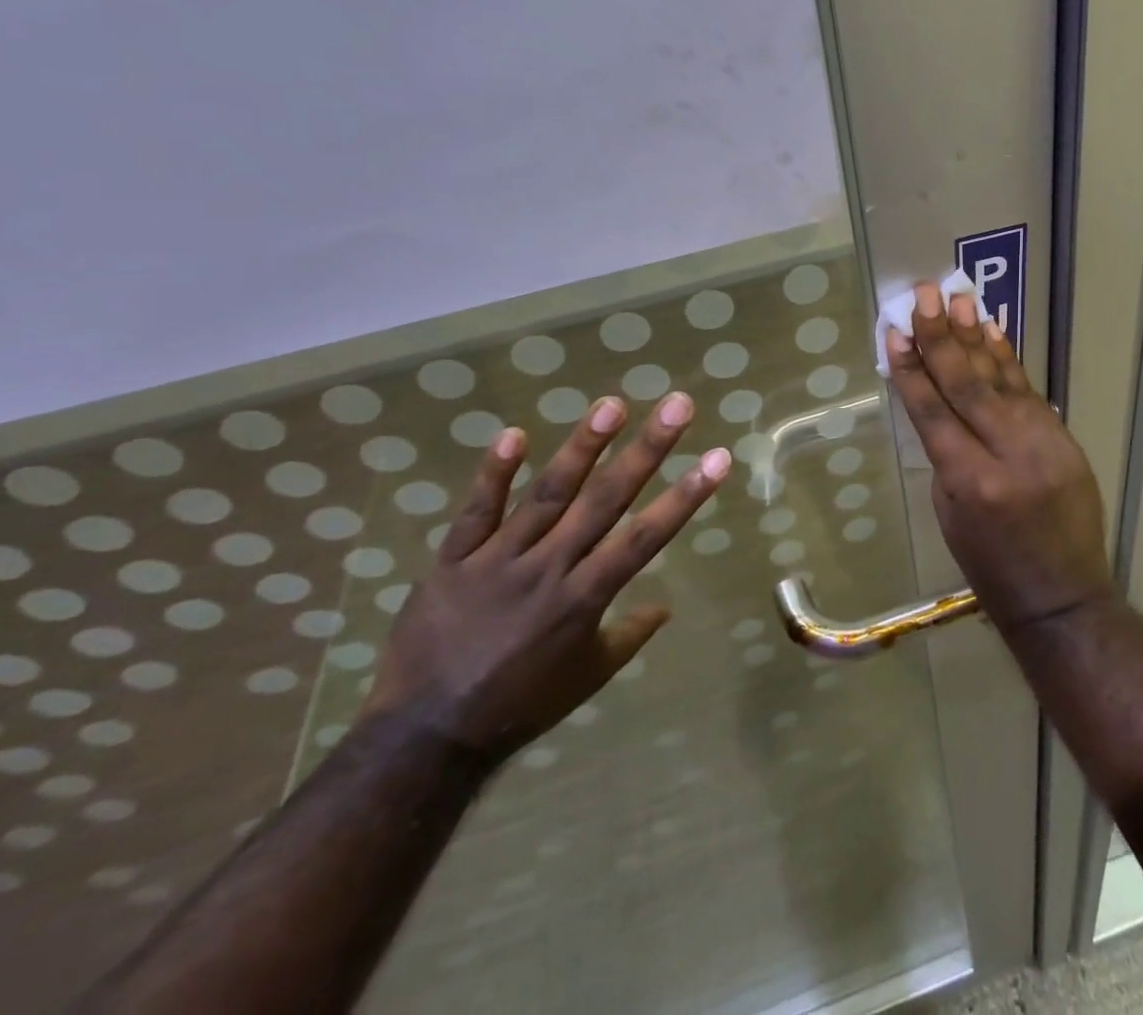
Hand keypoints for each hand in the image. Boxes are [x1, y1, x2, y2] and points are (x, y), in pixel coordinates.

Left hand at [358, 392, 729, 764]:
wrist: (424, 737)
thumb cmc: (520, 705)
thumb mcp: (587, 676)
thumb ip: (629, 635)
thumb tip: (665, 606)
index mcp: (585, 599)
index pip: (646, 536)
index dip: (685, 495)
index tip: (718, 457)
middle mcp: (549, 568)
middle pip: (605, 500)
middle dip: (647, 450)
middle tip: (677, 405)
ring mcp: (498, 561)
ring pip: (547, 494)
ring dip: (582, 447)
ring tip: (612, 405)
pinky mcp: (453, 561)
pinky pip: (476, 512)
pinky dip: (493, 473)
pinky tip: (514, 433)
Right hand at [884, 282, 1114, 634]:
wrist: (1063, 596)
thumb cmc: (991, 568)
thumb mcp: (950, 516)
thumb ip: (946, 457)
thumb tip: (940, 406)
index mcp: (970, 482)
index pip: (932, 412)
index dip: (911, 369)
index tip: (895, 331)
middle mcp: (1007, 454)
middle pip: (967, 385)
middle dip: (941, 337)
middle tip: (924, 295)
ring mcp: (1042, 443)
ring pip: (1001, 380)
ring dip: (976, 337)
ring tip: (959, 299)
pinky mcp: (1064, 438)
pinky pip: (1029, 392)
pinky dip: (1009, 360)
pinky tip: (994, 332)